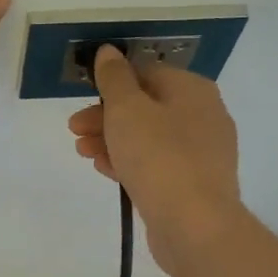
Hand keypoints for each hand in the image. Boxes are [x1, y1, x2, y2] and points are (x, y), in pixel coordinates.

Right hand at [68, 46, 245, 273]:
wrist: (195, 225)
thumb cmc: (159, 156)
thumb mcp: (127, 109)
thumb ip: (114, 78)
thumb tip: (109, 51)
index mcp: (192, 90)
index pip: (147, 73)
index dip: (111, 83)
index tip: (82, 98)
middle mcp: (203, 116)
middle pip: (147, 106)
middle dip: (105, 116)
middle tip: (74, 129)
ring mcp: (202, 153)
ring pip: (149, 137)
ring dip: (112, 140)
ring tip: (83, 152)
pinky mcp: (194, 185)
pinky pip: (157, 165)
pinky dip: (130, 163)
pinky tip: (104, 170)